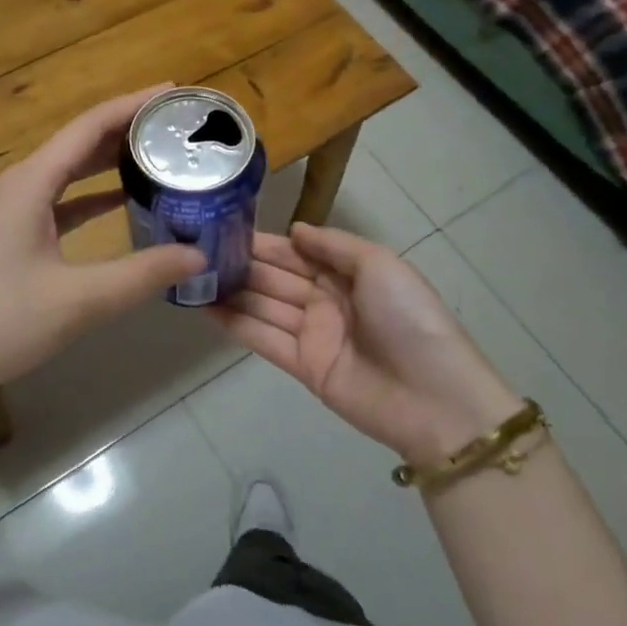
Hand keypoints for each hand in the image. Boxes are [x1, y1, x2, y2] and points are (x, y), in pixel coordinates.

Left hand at [0, 87, 206, 409]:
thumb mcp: (77, 301)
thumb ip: (140, 275)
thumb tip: (198, 255)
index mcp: (30, 182)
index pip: (90, 126)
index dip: (133, 104)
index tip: (174, 93)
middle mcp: (19, 183)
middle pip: (80, 141)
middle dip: (127, 128)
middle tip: (176, 125)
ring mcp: (10, 208)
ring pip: (68, 170)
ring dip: (110, 160)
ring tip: (158, 154)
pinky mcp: (9, 233)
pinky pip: (58, 199)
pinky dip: (91, 194)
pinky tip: (121, 202)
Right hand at [211, 224, 522, 465]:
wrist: (433, 398)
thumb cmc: (408, 318)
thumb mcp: (379, 265)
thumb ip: (334, 245)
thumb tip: (294, 230)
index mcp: (347, 273)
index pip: (296, 252)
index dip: (264, 242)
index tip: (226, 227)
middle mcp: (326, 300)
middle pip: (276, 277)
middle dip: (242, 264)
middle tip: (197, 250)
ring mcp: (313, 334)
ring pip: (264, 305)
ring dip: (232, 291)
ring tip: (192, 276)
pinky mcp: (302, 366)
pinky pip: (263, 339)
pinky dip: (235, 323)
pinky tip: (205, 307)